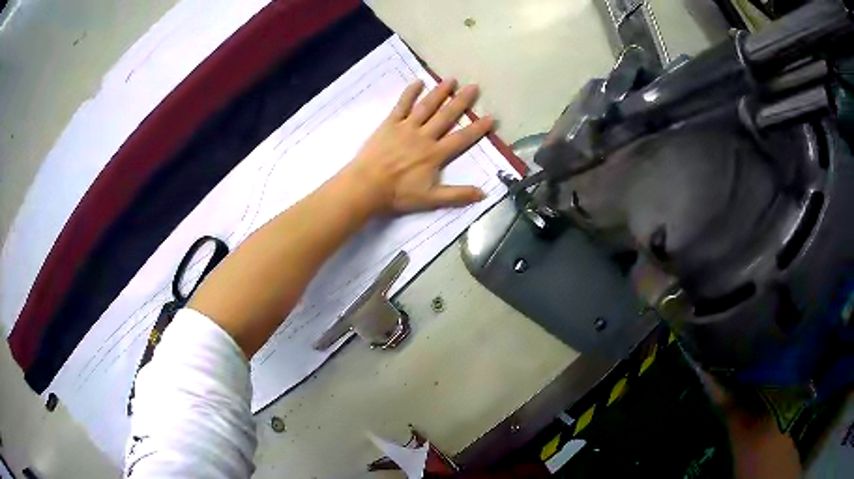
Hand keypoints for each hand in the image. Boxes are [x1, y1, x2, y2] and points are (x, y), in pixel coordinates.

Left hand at [344, 78, 493, 213]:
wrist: (367, 186)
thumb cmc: (398, 193)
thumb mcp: (431, 199)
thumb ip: (457, 195)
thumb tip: (483, 193)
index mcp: (435, 154)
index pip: (461, 138)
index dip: (477, 129)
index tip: (490, 117)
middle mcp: (424, 136)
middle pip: (446, 116)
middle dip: (461, 102)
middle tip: (473, 87)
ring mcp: (406, 127)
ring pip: (426, 106)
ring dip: (439, 92)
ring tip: (451, 80)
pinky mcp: (390, 124)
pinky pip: (401, 105)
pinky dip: (409, 93)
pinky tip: (417, 81)